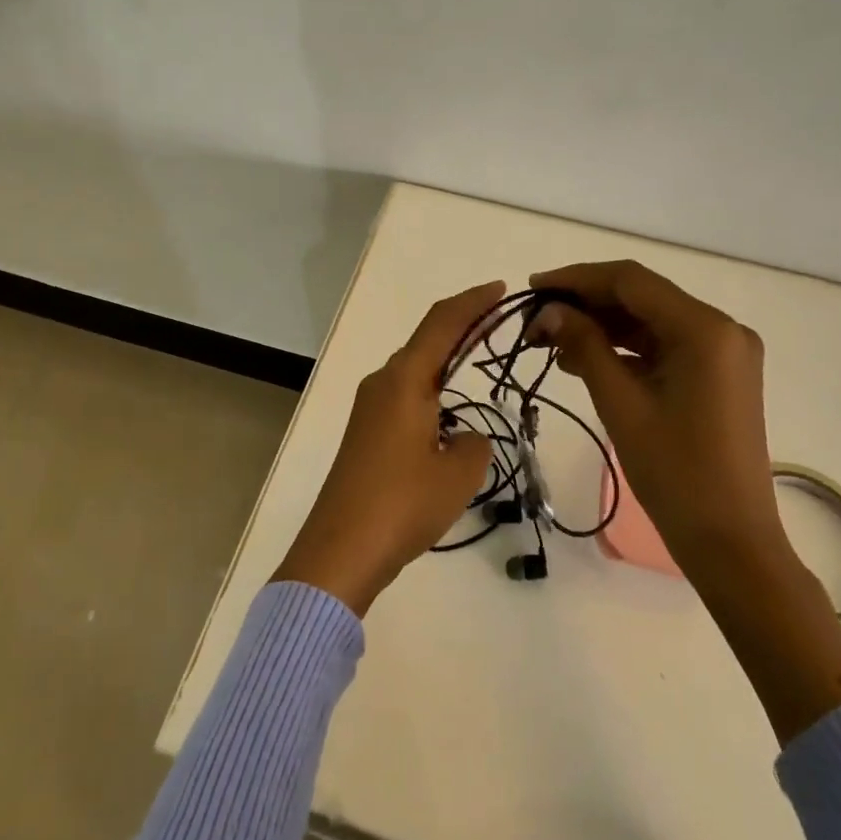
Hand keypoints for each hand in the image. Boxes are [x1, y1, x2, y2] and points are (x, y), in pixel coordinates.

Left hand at [271, 282, 502, 615]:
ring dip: (447, 360)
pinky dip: (433, 389)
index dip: (473, 302)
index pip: (442, 323)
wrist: (339, 550)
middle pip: (428, 340)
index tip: (501, 290)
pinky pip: (406, 394)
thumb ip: (474, 443)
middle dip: (463, 327)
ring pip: (415, 370)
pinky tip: (450, 413)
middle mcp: (383, 382)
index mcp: (405, 380)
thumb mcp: (458, 474)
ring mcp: (370, 407)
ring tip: (480, 361)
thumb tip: (464, 437)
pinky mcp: (366, 432)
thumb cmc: (402, 504)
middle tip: (499, 322)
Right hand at [531, 261, 840, 742]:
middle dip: (585, 304)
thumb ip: (583, 345)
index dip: (577, 279)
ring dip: (601, 326)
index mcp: (705, 329)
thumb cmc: (675, 473)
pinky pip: (663, 345)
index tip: (533, 288)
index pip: (630, 281)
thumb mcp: (621, 403)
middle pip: (641, 297)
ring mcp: (722, 352)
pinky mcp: (717, 374)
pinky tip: (583, 359)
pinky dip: (624, 348)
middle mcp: (721, 328)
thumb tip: (548, 310)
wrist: (731, 543)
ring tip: (551, 342)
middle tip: (536, 321)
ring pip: (649, 320)